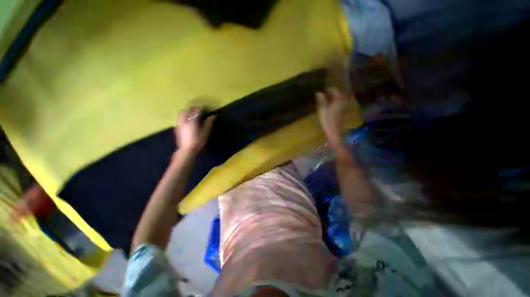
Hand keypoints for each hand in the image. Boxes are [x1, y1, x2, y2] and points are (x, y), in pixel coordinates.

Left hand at [174, 106, 214, 153]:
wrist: (187, 150)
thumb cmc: (198, 142)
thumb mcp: (206, 133)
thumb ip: (208, 123)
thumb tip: (212, 116)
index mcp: (192, 121)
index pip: (196, 111)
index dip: (200, 108)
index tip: (204, 108)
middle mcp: (185, 120)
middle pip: (188, 110)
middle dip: (193, 108)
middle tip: (199, 110)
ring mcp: (179, 123)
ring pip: (182, 112)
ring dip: (187, 111)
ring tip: (192, 113)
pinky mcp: (177, 127)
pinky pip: (179, 117)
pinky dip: (183, 115)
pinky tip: (186, 119)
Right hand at [316, 88, 348, 148]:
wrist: (335, 132)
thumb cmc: (328, 120)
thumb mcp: (323, 109)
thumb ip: (322, 100)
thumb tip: (319, 92)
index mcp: (338, 100)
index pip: (335, 90)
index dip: (329, 89)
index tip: (323, 89)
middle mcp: (343, 102)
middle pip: (338, 95)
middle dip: (332, 93)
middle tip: (324, 94)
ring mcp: (344, 108)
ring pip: (339, 100)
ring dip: (333, 99)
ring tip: (326, 100)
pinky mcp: (343, 113)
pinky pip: (339, 105)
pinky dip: (335, 104)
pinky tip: (330, 106)